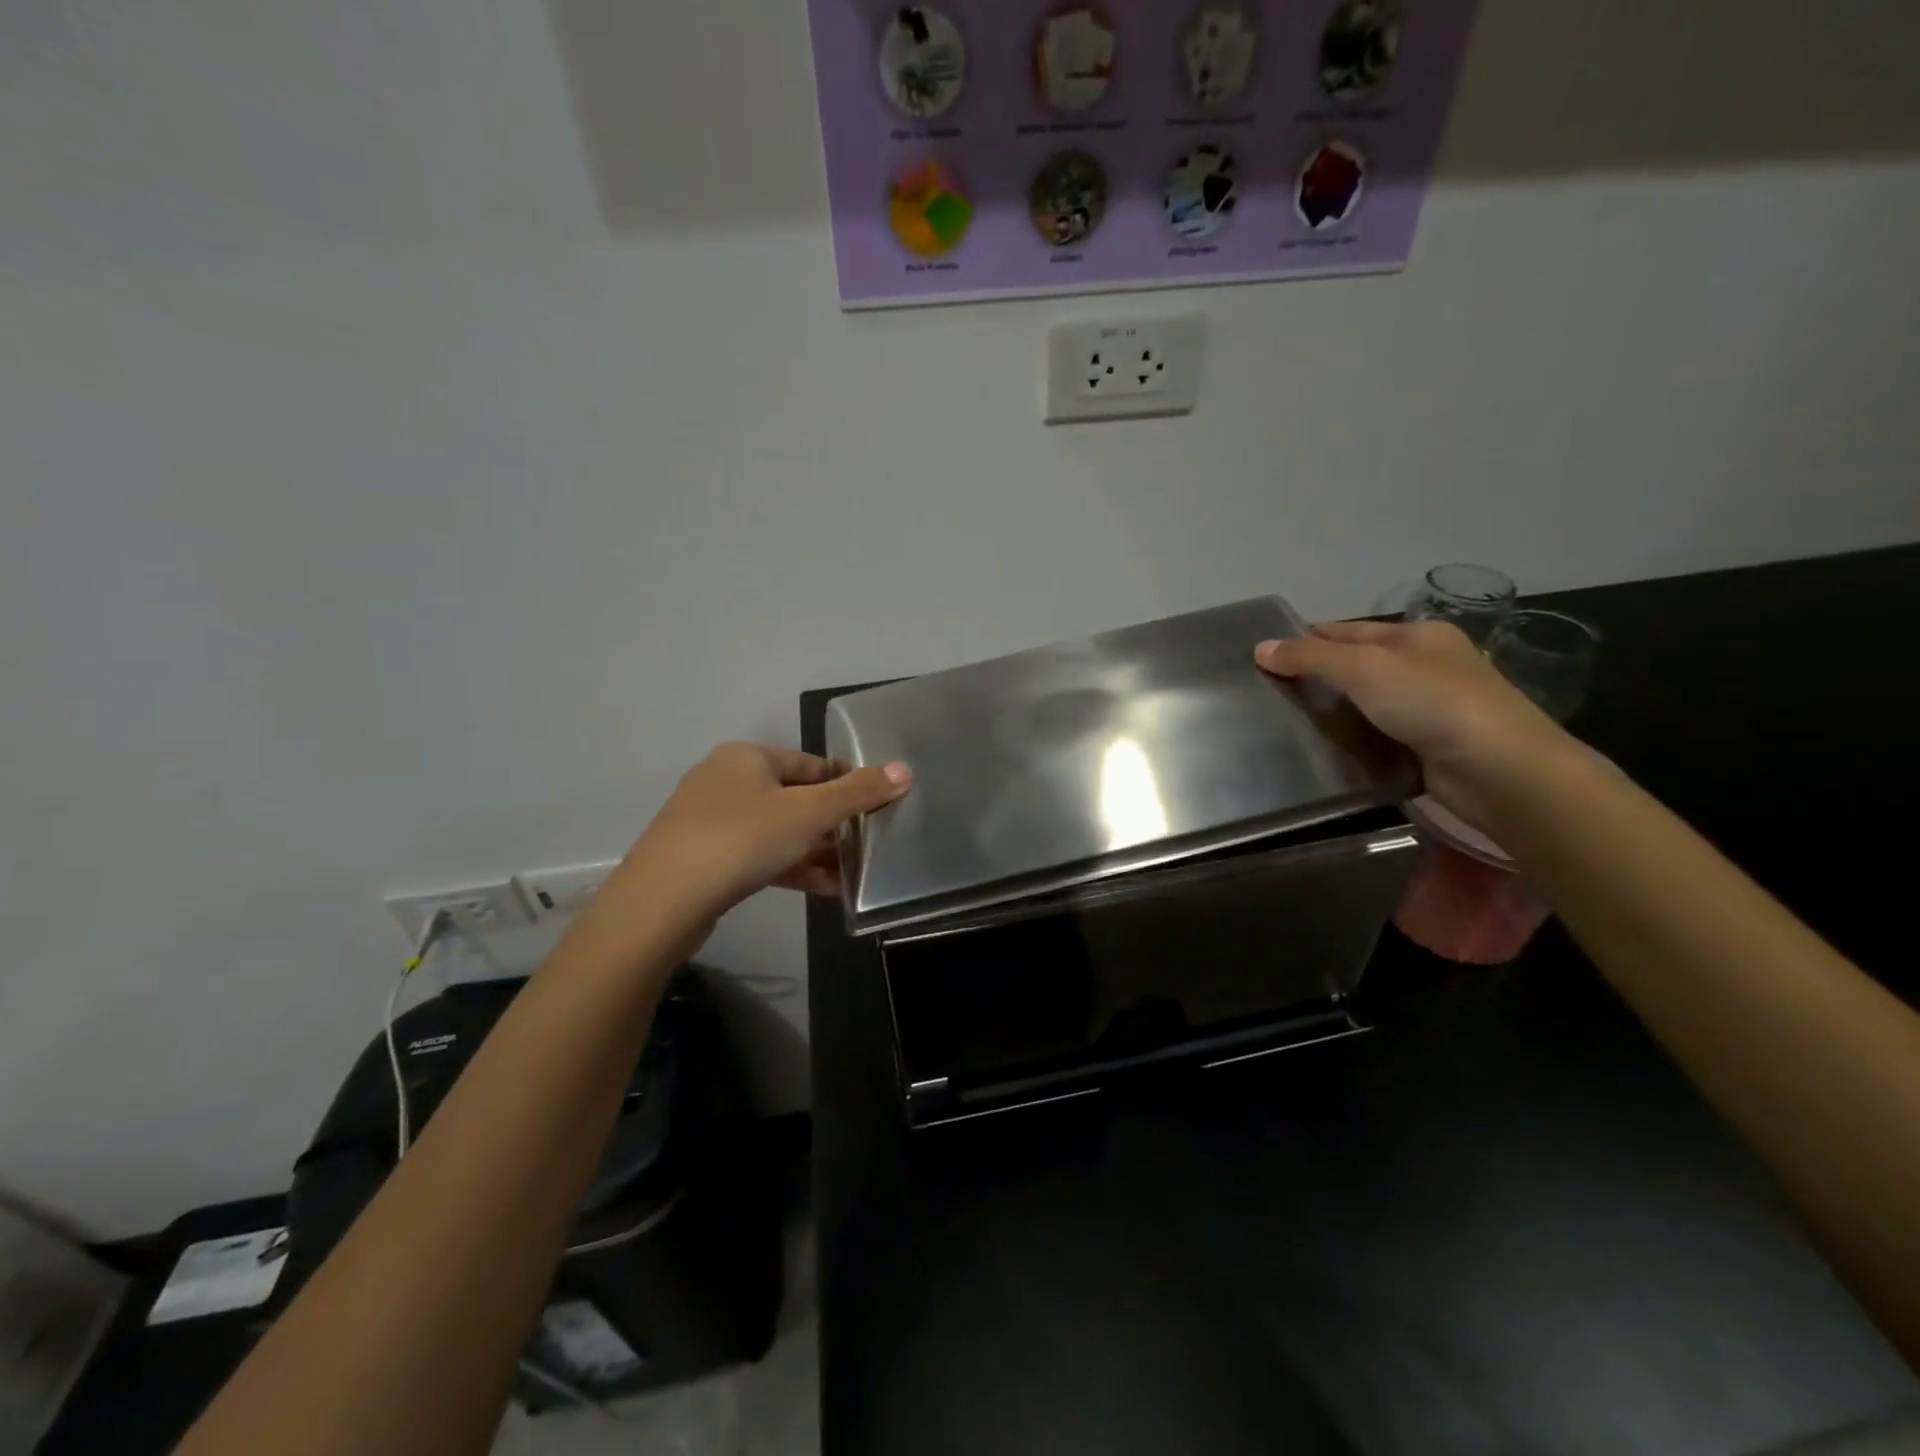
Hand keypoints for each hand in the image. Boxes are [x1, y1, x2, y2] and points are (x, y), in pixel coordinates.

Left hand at [622, 743, 911, 922]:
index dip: (847, 785)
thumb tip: (904, 770)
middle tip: (867, 847)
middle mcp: (725, 780)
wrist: (661, 903)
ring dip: (815, 851)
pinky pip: (759, 857)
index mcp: (747, 757)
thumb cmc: (741, 839)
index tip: (875, 812)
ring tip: (853, 875)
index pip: (811, 764)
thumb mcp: (808, 813)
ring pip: (777, 831)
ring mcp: (710, 821)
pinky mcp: (704, 859)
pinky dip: (791, 868)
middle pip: (795, 798)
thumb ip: (857, 793)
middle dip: (832, 825)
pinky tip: (824, 890)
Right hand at [1255, 620, 1568, 830]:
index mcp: (1416, 636)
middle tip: (1264, 694)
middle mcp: (1424, 667)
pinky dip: (1350, 742)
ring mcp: (1428, 709)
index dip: (1306, 639)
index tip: (1263, 656)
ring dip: (1330, 714)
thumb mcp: (1364, 668)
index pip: (1347, 630)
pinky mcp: (1426, 748)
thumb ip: (1310, 657)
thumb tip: (1260, 648)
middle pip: (1355, 667)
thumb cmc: (1432, 702)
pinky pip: (1375, 738)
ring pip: (1364, 705)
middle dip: (1314, 678)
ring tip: (1280, 725)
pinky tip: (1319, 751)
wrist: (1499, 770)